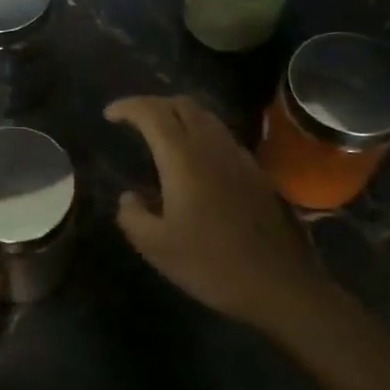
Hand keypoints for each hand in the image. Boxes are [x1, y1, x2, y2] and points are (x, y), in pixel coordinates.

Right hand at [105, 95, 323, 329]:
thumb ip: (132, 216)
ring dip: (178, 115)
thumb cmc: (212, 264)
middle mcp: (212, 146)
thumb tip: (129, 198)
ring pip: (205, 117)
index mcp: (183, 158)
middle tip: (133, 120)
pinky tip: (193, 160)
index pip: (152, 113)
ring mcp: (239, 157)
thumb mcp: (157, 247)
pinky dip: (199, 133)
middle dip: (153, 104)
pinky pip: (221, 136)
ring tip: (160, 134)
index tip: (109, 114)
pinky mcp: (256, 172)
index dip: (128, 107)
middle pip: (182, 104)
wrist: (280, 285)